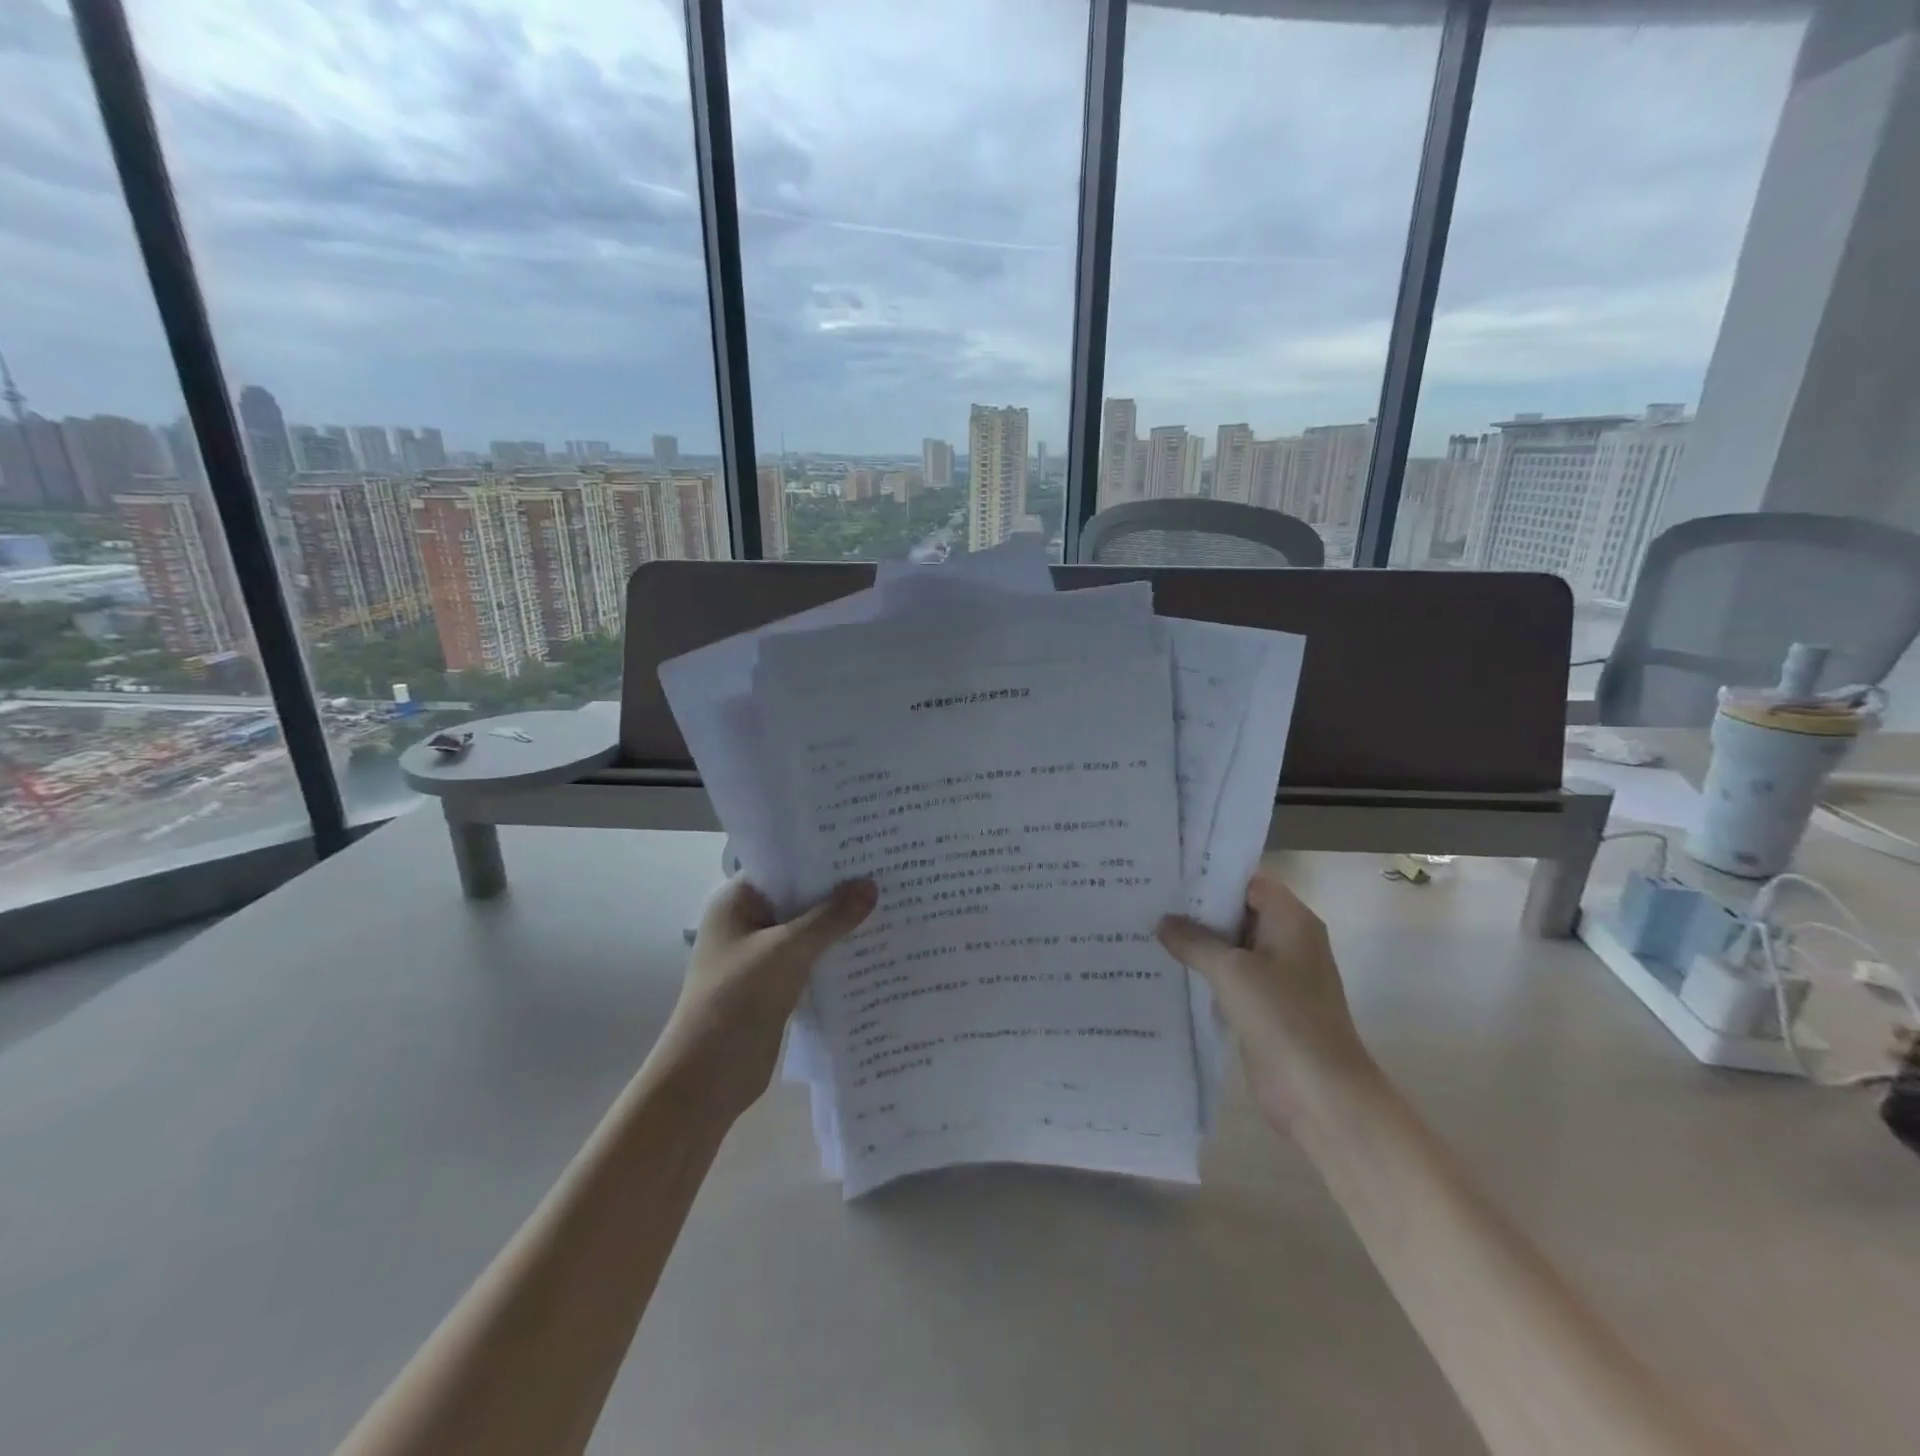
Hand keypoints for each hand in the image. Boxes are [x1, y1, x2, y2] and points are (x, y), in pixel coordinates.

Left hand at [659, 877, 876, 1122]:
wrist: (708, 1078)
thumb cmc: (738, 999)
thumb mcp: (788, 951)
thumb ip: (830, 918)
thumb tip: (871, 886)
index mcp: (736, 901)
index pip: (783, 863)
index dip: (820, 855)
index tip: (863, 846)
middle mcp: (747, 922)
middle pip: (798, 896)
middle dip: (837, 889)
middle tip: (885, 872)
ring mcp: (761, 956)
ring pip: (807, 929)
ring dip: (839, 924)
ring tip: (888, 903)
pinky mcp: (775, 986)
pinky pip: (811, 959)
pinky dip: (835, 954)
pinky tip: (872, 947)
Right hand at [1157, 867, 1376, 1130]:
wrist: (1321, 1094)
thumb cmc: (1283, 1017)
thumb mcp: (1231, 971)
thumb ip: (1194, 941)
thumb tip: (1163, 922)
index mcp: (1291, 921)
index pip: (1248, 882)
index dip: (1211, 875)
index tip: (1170, 872)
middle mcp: (1287, 941)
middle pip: (1238, 912)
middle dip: (1197, 909)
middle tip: (1148, 898)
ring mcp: (1277, 976)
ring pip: (1231, 947)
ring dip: (1197, 942)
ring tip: (1148, 929)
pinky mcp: (1265, 1006)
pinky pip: (1230, 978)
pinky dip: (1204, 972)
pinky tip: (1167, 970)